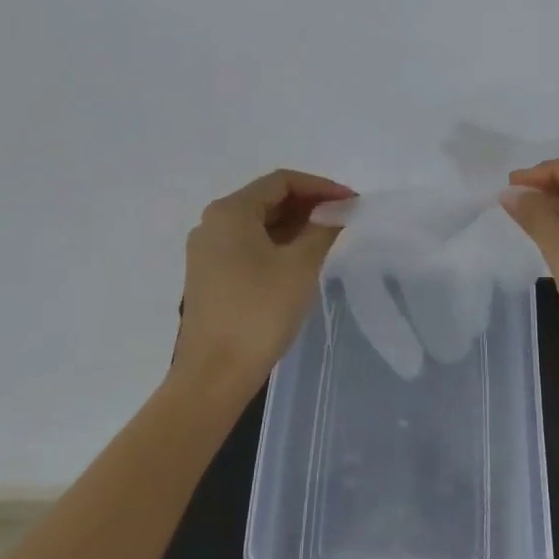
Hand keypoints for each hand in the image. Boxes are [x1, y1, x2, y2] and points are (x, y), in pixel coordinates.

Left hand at [174, 169, 354, 400]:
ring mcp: (207, 251)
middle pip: (268, 199)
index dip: (320, 187)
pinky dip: (277, 244)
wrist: (214, 376)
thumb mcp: (300, 265)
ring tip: (328, 237)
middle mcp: (212, 223)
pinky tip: (301, 258)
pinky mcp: (209, 276)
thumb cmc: (259, 312)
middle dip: (308, 204)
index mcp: (230, 211)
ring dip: (294, 225)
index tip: (351, 202)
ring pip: (258, 223)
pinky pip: (248, 245)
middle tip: (344, 218)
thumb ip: (322, 229)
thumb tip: (337, 210)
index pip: (282, 181)